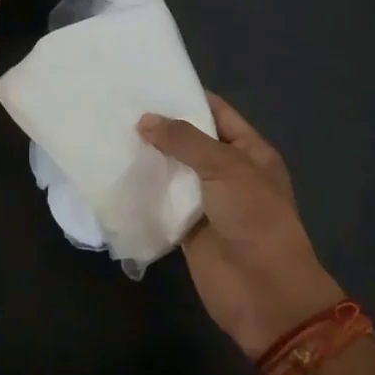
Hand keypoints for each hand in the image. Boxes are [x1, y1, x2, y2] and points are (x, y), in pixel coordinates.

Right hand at [139, 94, 344, 359]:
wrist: (264, 292)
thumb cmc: (254, 218)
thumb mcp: (225, 167)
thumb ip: (184, 140)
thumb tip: (144, 120)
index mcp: (249, 151)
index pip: (216, 112)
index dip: (187, 96)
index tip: (150, 81)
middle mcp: (228, 171)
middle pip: (190, 140)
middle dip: (161, 126)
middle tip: (120, 105)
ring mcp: (207, 200)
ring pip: (173, 170)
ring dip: (148, 156)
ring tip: (109, 131)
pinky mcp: (186, 227)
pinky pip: (162, 201)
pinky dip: (143, 190)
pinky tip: (114, 171)